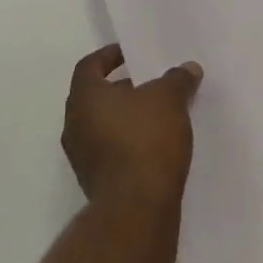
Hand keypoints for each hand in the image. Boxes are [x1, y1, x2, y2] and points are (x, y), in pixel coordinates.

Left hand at [63, 45, 202, 207]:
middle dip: (122, 88)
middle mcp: (74, 124)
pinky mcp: (94, 182)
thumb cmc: (146, 139)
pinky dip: (127, 142)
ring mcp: (81, 156)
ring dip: (126, 118)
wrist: (136, 207)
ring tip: (158, 115)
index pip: (90, 65)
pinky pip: (109, 150)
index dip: (109, 56)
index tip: (131, 55)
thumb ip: (177, 79)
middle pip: (96, 96)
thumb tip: (188, 68)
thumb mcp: (169, 99)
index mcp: (84, 96)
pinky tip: (154, 145)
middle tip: (150, 84)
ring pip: (102, 125)